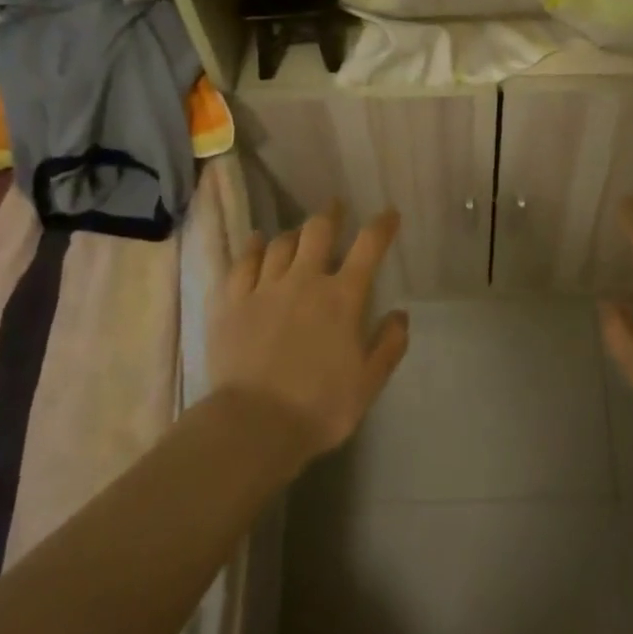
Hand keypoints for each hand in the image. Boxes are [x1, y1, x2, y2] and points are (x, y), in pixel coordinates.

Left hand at [208, 205, 408, 460]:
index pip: (368, 247)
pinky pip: (242, 263)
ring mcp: (264, 288)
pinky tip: (255, 241)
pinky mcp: (231, 302)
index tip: (389, 214)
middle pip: (318, 231)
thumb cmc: (318, 407)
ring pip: (280, 243)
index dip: (381, 225)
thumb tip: (401, 314)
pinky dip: (251, 248)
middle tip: (336, 208)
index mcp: (342, 297)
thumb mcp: (368, 384)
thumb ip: (389, 346)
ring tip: (298, 234)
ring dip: (294, 234)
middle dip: (331, 214)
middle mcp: (304, 281)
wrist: (252, 426)